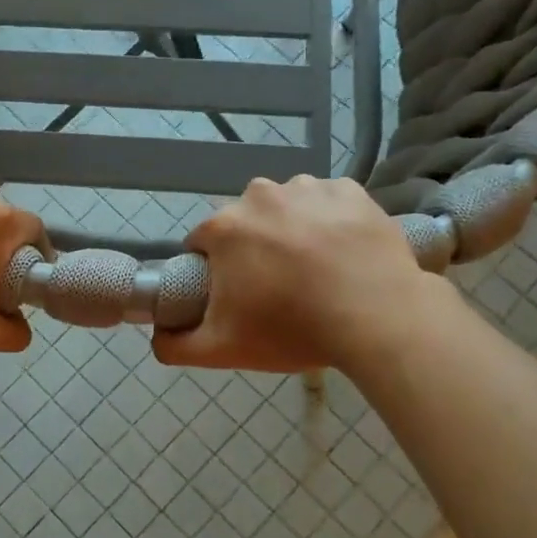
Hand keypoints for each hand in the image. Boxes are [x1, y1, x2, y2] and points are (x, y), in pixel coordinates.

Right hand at [153, 175, 450, 372]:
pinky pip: (327, 202)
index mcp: (225, 226)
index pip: (202, 243)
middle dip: (252, 249)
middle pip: (244, 222)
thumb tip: (156, 336)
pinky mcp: (350, 190)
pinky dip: (329, 220)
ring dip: (291, 230)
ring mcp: (308, 188)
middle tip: (278, 287)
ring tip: (315, 269)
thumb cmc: (293, 330)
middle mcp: (260, 194)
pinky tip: (342, 252)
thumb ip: (175, 345)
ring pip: (286, 208)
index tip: (236, 295)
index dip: (213, 270)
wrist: (379, 318)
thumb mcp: (222, 349)